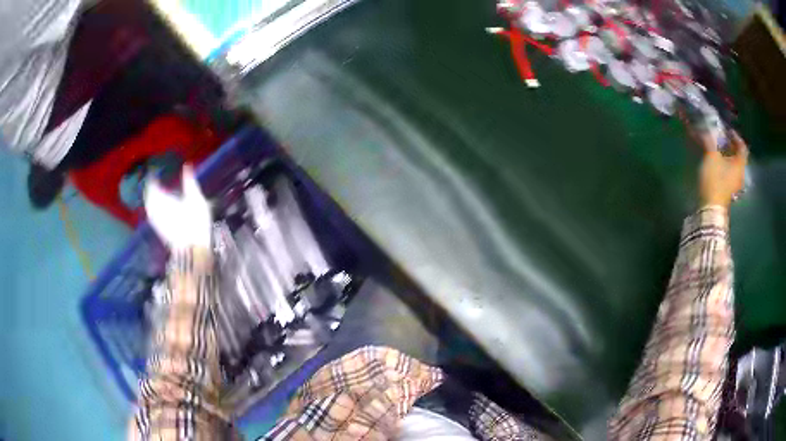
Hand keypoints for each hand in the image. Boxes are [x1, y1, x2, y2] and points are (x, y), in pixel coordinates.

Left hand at [144, 166, 211, 250]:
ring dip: (150, 199)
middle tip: (152, 183)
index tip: (153, 173)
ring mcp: (158, 222)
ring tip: (153, 194)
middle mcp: (157, 209)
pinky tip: (156, 210)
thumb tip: (187, 165)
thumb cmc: (196, 222)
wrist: (193, 248)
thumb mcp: (196, 199)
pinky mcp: (160, 231)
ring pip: (149, 207)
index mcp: (164, 199)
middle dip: (150, 189)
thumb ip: (189, 182)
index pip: (153, 186)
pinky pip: (152, 216)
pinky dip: (152, 209)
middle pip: (149, 197)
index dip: (152, 179)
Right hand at [697, 131, 747, 208]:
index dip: (735, 136)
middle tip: (721, 138)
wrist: (710, 209)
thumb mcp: (711, 156)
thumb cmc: (714, 180)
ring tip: (716, 149)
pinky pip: (728, 173)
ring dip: (726, 155)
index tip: (727, 130)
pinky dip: (723, 165)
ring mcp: (734, 184)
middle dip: (730, 146)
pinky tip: (716, 163)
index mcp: (739, 164)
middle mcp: (739, 174)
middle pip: (737, 156)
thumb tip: (707, 128)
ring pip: (732, 165)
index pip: (742, 146)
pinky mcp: (727, 190)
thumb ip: (710, 141)